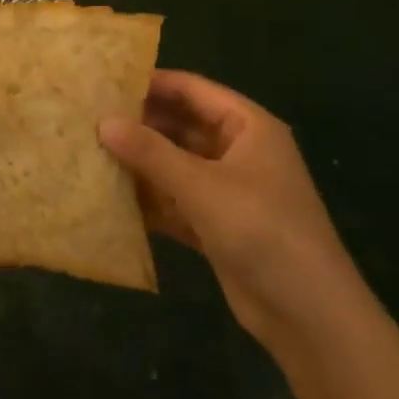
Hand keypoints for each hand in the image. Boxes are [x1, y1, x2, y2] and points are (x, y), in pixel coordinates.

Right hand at [99, 71, 362, 351]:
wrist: (309, 316)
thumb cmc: (262, 231)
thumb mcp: (202, 186)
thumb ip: (150, 152)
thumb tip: (103, 122)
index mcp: (247, 126)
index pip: (192, 89)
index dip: (150, 83)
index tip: (104, 82)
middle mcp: (238, 151)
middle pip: (181, 126)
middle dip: (139, 124)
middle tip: (89, 118)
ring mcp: (228, 190)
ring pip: (176, 164)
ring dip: (141, 162)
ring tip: (90, 152)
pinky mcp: (218, 225)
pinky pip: (176, 200)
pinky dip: (150, 199)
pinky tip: (110, 197)